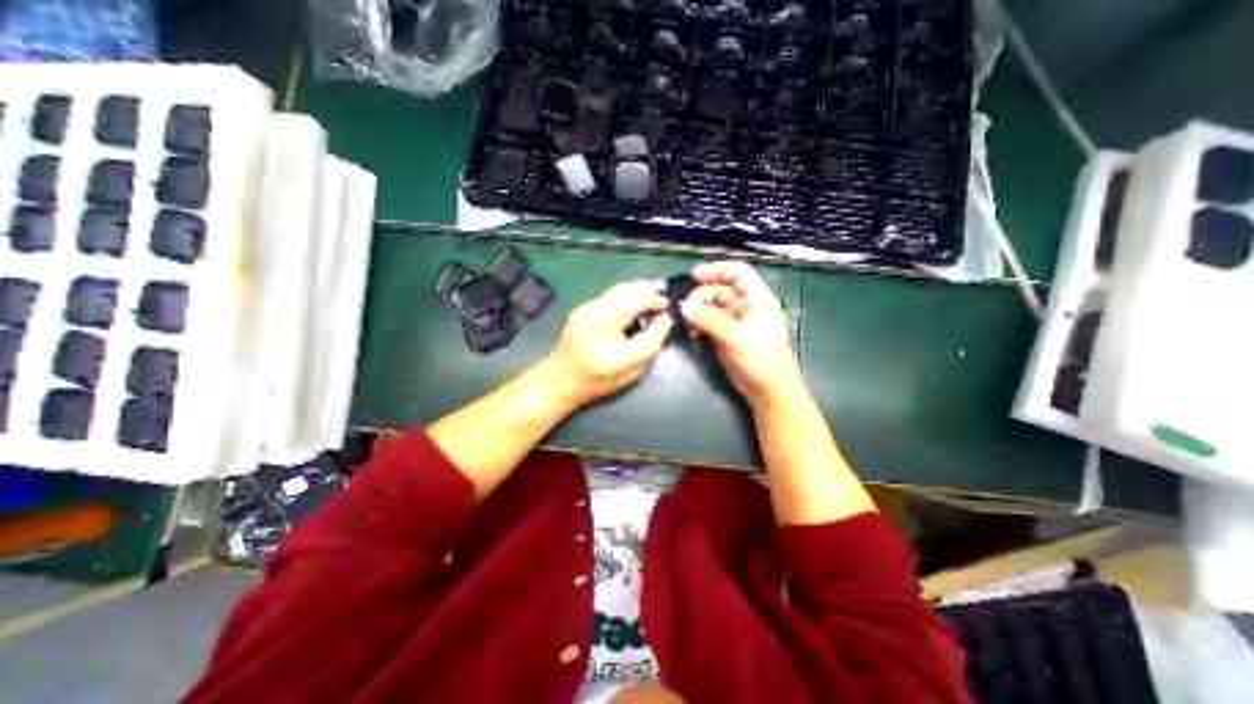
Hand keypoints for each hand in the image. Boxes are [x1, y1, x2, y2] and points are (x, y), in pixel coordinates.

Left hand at [539, 281, 675, 406]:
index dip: (657, 301)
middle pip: (628, 288)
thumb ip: (651, 342)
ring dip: (637, 292)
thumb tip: (664, 318)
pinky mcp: (582, 308)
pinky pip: (610, 296)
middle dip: (649, 290)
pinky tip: (631, 308)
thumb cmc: (597, 380)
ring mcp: (586, 307)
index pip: (638, 302)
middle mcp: (595, 311)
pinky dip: (626, 297)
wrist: (559, 380)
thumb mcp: (631, 370)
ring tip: (651, 300)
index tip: (668, 308)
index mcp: (606, 327)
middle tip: (662, 299)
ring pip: (619, 288)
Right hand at [676, 262, 801, 406]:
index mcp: (758, 299)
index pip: (738, 273)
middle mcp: (747, 307)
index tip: (694, 276)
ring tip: (688, 321)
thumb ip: (710, 320)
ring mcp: (737, 322)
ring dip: (699, 310)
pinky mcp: (729, 336)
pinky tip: (693, 332)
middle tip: (687, 307)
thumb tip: (685, 305)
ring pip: (714, 307)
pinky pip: (711, 322)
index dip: (717, 270)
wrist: (769, 391)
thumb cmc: (761, 361)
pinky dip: (701, 324)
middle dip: (703, 295)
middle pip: (722, 289)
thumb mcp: (735, 338)